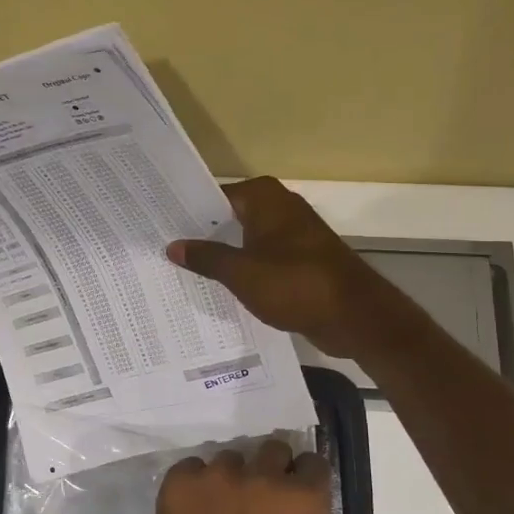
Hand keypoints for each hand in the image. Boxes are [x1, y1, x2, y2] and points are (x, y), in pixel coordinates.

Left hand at [146, 439, 332, 513]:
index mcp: (302, 500)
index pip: (313, 463)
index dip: (303, 476)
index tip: (295, 487)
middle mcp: (263, 476)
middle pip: (272, 449)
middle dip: (268, 467)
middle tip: (257, 494)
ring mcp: (218, 473)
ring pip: (229, 459)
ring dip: (229, 478)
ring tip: (218, 507)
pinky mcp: (180, 479)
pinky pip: (192, 468)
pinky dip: (194, 484)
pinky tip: (191, 510)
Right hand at [167, 176, 385, 357]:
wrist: (355, 316)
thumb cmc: (295, 284)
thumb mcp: (241, 273)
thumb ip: (206, 258)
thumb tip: (173, 246)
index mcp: (265, 199)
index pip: (213, 197)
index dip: (186, 212)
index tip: (158, 226)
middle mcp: (279, 208)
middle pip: (229, 217)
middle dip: (200, 234)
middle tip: (162, 250)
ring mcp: (292, 235)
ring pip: (245, 241)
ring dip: (221, 255)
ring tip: (181, 271)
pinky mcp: (300, 262)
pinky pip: (261, 260)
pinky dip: (243, 271)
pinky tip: (217, 289)